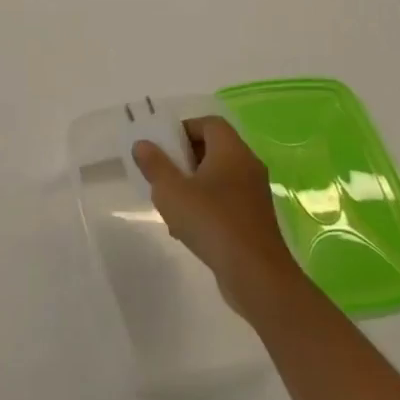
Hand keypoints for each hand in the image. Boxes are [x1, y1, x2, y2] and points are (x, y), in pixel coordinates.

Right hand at [133, 117, 299, 313]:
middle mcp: (247, 166)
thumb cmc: (211, 222)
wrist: (256, 275)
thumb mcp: (171, 191)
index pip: (209, 124)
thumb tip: (142, 144)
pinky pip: (226, 201)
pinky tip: (186, 229)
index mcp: (231, 150)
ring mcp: (254, 194)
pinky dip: (206, 206)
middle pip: (213, 149)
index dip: (183, 129)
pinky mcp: (254, 219)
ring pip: (218, 177)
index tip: (162, 147)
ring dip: (193, 185)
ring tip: (170, 205)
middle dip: (184, 159)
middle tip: (162, 174)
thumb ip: (155, 165)